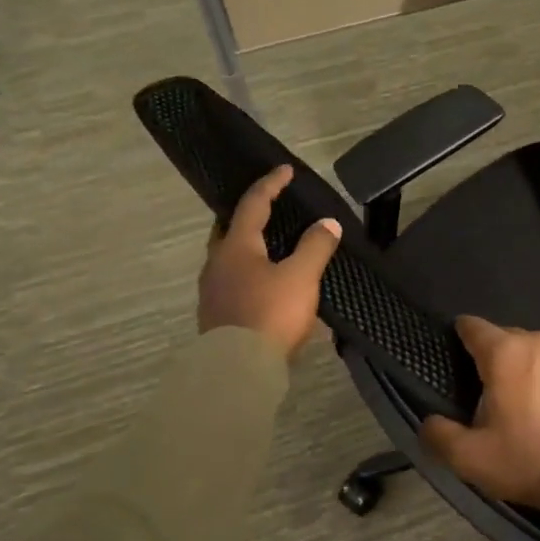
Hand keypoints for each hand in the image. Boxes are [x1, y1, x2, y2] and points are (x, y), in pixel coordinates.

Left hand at [198, 165, 340, 360]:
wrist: (237, 370)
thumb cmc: (269, 314)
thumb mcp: (301, 277)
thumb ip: (315, 246)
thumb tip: (327, 222)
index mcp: (236, 246)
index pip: (253, 204)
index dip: (271, 184)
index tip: (286, 170)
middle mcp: (217, 263)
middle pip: (229, 229)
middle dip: (248, 216)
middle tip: (267, 208)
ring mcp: (212, 291)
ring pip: (228, 258)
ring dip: (247, 247)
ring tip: (271, 248)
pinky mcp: (216, 316)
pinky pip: (232, 282)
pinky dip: (248, 273)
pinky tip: (265, 286)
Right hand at [421, 317, 539, 509]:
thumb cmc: (533, 459)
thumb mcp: (473, 459)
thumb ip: (441, 436)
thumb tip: (429, 422)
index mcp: (505, 354)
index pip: (474, 327)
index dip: (461, 334)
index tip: (456, 348)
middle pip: (508, 339)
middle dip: (496, 359)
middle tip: (491, 393)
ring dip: (530, 369)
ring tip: (529, 403)